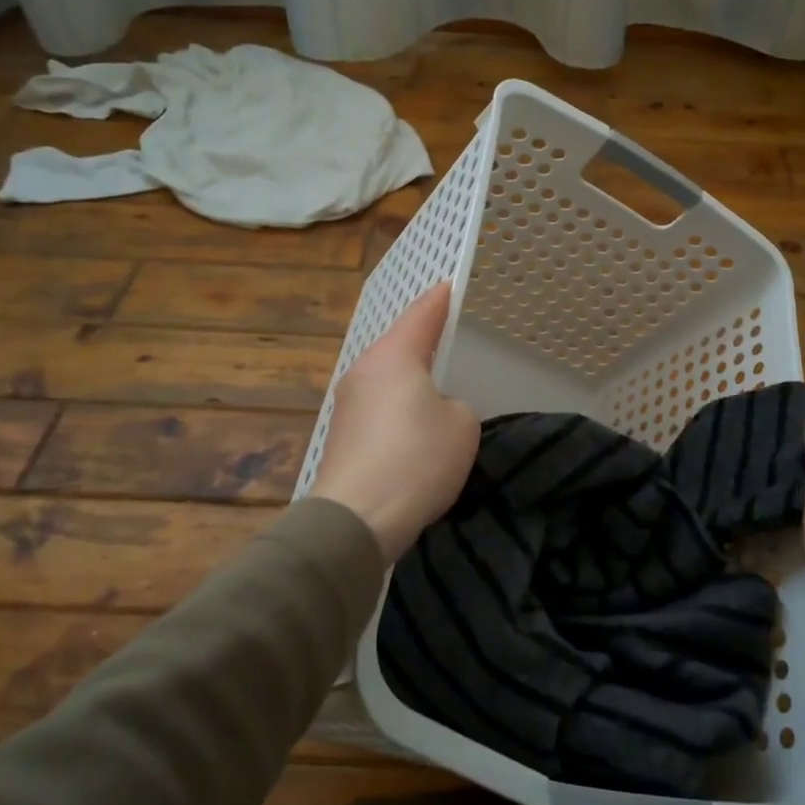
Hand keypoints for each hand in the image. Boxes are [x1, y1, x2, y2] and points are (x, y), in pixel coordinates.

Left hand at [309, 282, 479, 561]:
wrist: (356, 519)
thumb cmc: (416, 460)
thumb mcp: (462, 425)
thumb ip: (455, 405)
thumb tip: (433, 410)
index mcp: (394, 356)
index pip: (422, 314)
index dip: (440, 299)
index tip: (450, 285)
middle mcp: (364, 370)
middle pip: (399, 344)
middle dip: (424, 340)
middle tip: (450, 337)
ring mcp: (348, 403)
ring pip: (387, 377)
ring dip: (410, 379)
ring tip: (436, 386)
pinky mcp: (343, 434)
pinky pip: (379, 406)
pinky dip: (398, 407)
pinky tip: (413, 426)